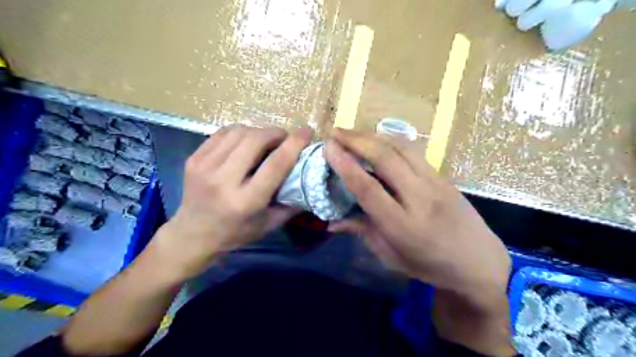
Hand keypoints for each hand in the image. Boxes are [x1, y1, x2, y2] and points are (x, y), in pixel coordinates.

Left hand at [153, 126, 311, 278]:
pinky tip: (246, 141)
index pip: (275, 164)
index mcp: (246, 201)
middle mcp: (223, 180)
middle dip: (276, 133)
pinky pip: (223, 133)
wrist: (192, 234)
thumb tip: (310, 180)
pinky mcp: (194, 158)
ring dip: (259, 131)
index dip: (294, 144)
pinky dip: (240, 132)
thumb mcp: (269, 224)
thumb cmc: (235, 233)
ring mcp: (205, 166)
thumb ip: (292, 203)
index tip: (307, 132)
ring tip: (266, 140)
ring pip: (239, 132)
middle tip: (285, 138)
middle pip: (255, 140)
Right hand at [325, 129, 509, 301]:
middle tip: (335, 132)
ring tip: (353, 132)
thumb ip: (362, 232)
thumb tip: (331, 222)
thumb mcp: (391, 256)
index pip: (368, 188)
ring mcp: (435, 183)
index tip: (328, 147)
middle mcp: (419, 198)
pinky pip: (414, 152)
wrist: (478, 262)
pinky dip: (391, 141)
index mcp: (402, 225)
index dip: (345, 165)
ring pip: (401, 148)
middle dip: (357, 140)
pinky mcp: (443, 176)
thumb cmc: (429, 265)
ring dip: (373, 136)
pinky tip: (378, 139)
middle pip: (385, 159)